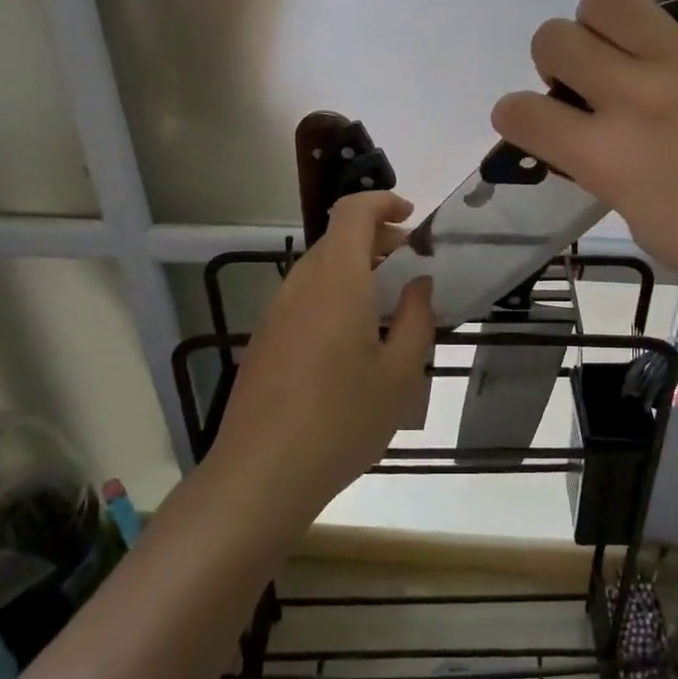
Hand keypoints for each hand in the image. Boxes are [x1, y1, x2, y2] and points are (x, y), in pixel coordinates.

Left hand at [210, 191, 434, 520]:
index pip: (353, 212)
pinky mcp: (264, 339)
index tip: (412, 217)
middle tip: (411, 270)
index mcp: (337, 279)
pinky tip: (352, 343)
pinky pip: (305, 298)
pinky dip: (335, 296)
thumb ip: (415, 319)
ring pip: (321, 269)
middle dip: (378, 242)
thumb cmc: (341, 420)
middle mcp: (301, 284)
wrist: (259, 476)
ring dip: (357, 272)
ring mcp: (276, 311)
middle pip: (338, 239)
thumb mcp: (399, 375)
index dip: (383, 202)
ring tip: (387, 310)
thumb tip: (418, 284)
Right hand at [490, 0, 677, 347]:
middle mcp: (638, 97)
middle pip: (554, 38)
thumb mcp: (644, 226)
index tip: (535, 124)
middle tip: (590, 83)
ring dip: (603, 22)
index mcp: (609, 158)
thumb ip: (607, 172)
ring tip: (632, 44)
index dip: (515, 116)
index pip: (521, 112)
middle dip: (556, 61)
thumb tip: (594, 137)